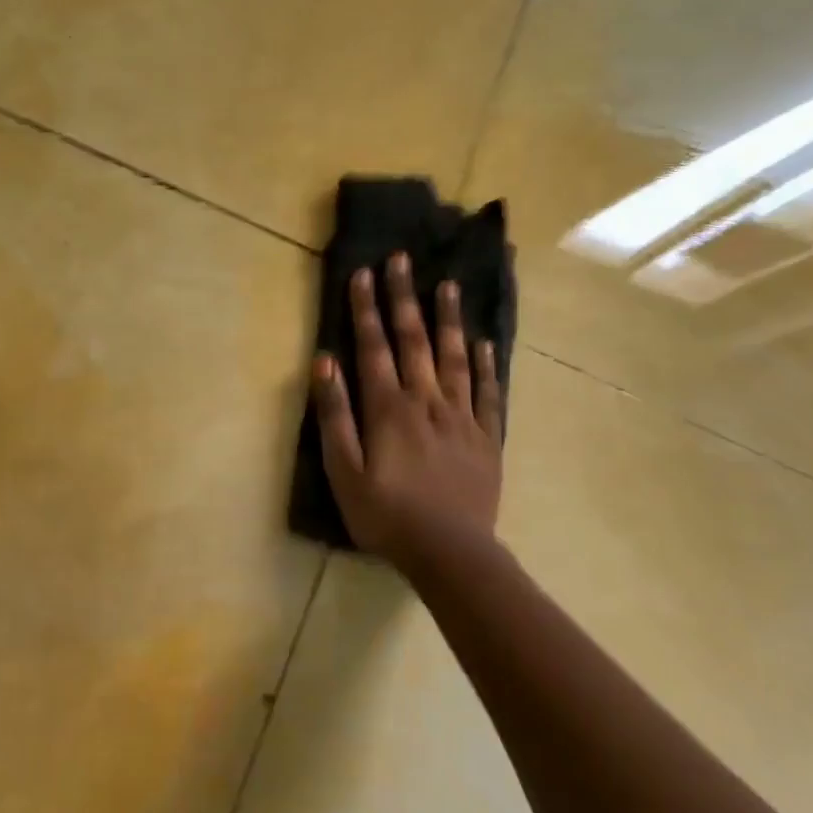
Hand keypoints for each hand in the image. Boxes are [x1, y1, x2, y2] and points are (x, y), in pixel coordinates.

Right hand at [313, 253, 503, 565]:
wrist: (451, 553)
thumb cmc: (386, 515)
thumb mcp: (344, 471)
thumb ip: (334, 415)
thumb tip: (325, 361)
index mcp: (388, 407)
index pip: (374, 346)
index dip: (366, 308)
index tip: (364, 272)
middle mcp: (426, 400)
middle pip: (414, 340)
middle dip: (405, 298)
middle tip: (403, 259)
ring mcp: (461, 416)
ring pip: (453, 357)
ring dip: (448, 319)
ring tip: (448, 285)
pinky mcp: (486, 437)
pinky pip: (487, 392)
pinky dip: (484, 365)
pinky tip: (482, 343)